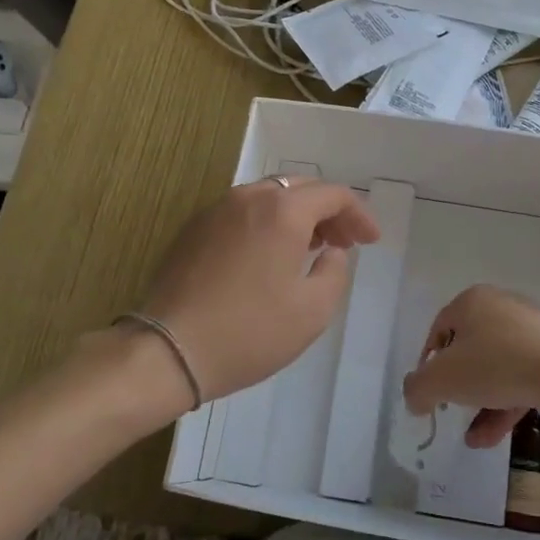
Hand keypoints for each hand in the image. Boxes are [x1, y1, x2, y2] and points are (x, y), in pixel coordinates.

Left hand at [138, 178, 378, 398]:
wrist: (168, 351)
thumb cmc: (250, 332)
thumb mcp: (312, 310)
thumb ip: (335, 271)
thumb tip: (331, 251)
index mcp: (283, 211)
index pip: (333, 194)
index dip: (359, 214)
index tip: (370, 241)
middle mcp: (249, 198)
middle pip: (300, 188)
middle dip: (329, 211)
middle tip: (344, 243)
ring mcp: (216, 210)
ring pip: (269, 197)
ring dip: (297, 215)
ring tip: (310, 248)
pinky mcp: (194, 229)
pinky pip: (243, 213)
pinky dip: (267, 223)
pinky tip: (269, 256)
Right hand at [402, 285, 539, 447]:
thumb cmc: (495, 365)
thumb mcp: (442, 379)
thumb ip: (417, 389)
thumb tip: (415, 398)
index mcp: (472, 301)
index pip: (439, 330)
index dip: (429, 363)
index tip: (429, 392)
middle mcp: (501, 307)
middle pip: (469, 350)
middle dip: (458, 387)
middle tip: (452, 410)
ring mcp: (531, 330)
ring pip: (496, 369)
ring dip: (481, 405)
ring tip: (474, 439)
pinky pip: (521, 379)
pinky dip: (505, 405)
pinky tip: (493, 438)